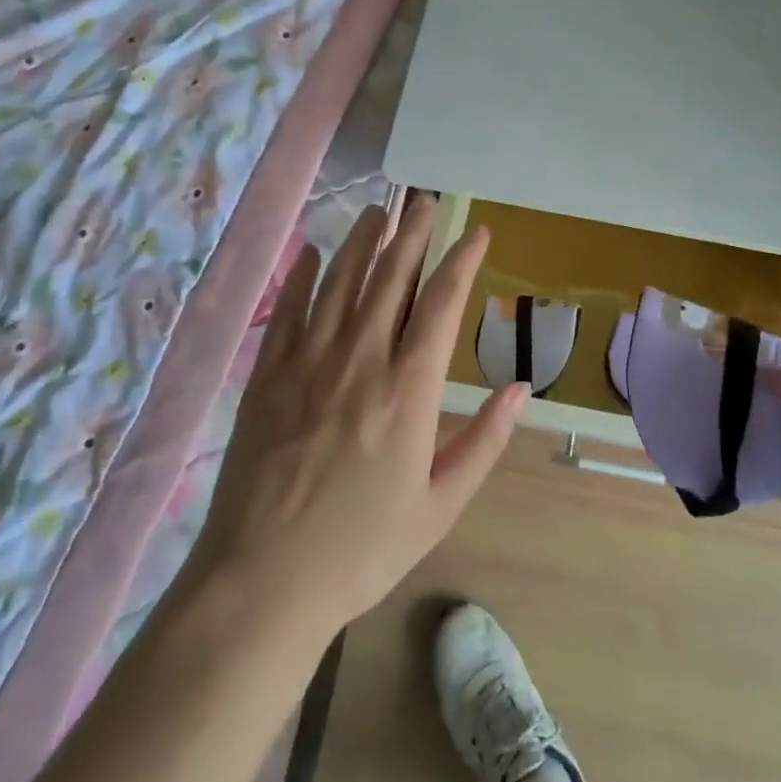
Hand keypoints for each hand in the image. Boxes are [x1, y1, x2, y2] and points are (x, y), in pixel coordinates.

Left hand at [191, 199, 525, 644]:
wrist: (261, 583)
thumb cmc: (360, 548)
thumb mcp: (440, 506)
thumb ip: (484, 442)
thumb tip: (519, 389)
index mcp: (409, 390)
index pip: (442, 303)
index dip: (462, 260)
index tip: (477, 231)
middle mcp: (361, 360)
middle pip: (391, 277)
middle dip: (412, 232)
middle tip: (426, 199)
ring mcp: (308, 362)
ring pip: (340, 281)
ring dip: (362, 240)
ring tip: (378, 210)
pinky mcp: (268, 375)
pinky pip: (288, 310)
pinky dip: (302, 275)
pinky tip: (312, 251)